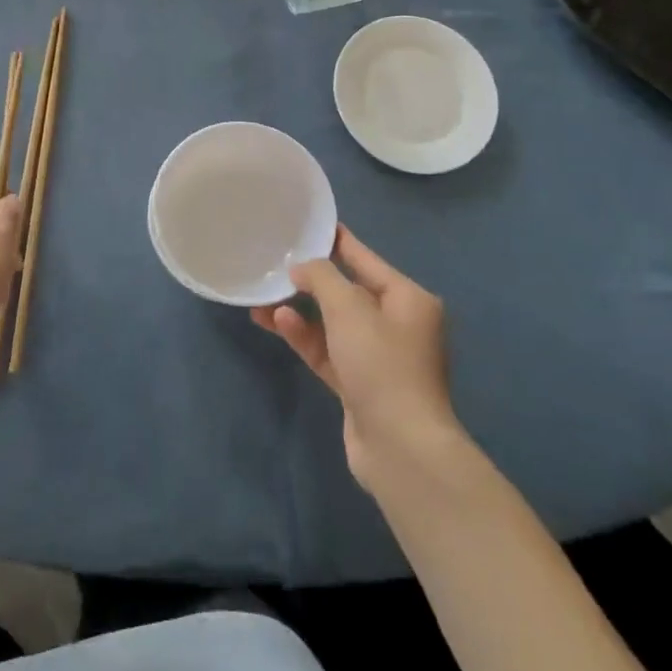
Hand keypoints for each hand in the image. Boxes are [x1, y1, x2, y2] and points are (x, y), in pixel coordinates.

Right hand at [252, 225, 467, 490]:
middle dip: (310, 280)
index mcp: (408, 299)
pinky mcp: (359, 384)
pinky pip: (327, 350)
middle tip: (275, 263)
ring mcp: (378, 357)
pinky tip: (276, 323)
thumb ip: (321, 278)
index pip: (365, 259)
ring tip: (263, 297)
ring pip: (332, 323)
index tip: (309, 224)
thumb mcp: (348, 308)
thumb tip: (302, 267)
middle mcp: (397, 324)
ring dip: (300, 310)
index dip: (336, 241)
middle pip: (347, 291)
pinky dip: (304, 336)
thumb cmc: (381, 364)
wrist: (400, 446)